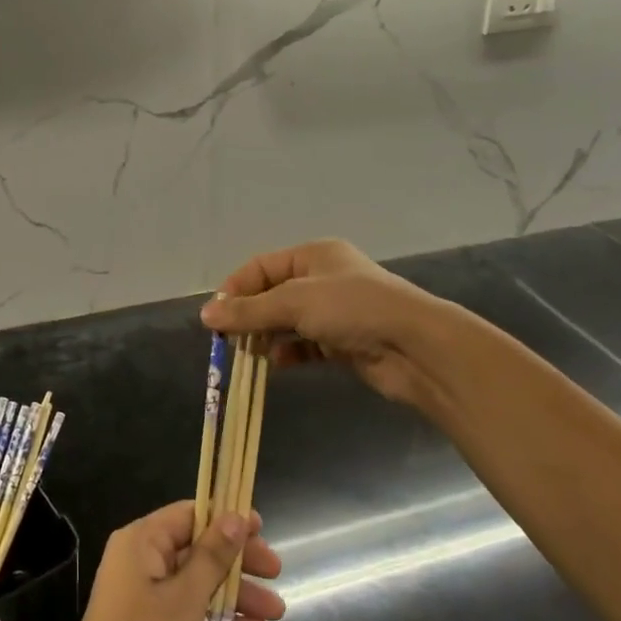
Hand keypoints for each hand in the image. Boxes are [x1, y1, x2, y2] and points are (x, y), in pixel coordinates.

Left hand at [50, 501, 282, 620]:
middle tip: (276, 572)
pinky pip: (191, 615)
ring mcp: (145, 600)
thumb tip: (235, 516)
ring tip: (276, 612)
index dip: (226, 519)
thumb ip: (212, 557)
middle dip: (237, 562)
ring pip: (198, 586)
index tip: (261, 528)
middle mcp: (141, 563)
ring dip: (235, 596)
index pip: (189, 515)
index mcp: (141, 542)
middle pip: (197, 550)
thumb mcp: (184, 599)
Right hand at [199, 239, 451, 408]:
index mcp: (313, 255)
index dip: (235, 289)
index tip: (214, 317)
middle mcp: (323, 278)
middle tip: (227, 340)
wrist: (414, 346)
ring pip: (289, 321)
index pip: (261, 267)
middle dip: (249, 316)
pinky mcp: (344, 342)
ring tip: (247, 355)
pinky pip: (306, 345)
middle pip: (273, 294)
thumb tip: (206, 314)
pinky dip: (289, 353)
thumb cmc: (352, 308)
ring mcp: (335, 311)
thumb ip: (249, 310)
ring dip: (267, 336)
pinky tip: (276, 364)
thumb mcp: (294, 302)